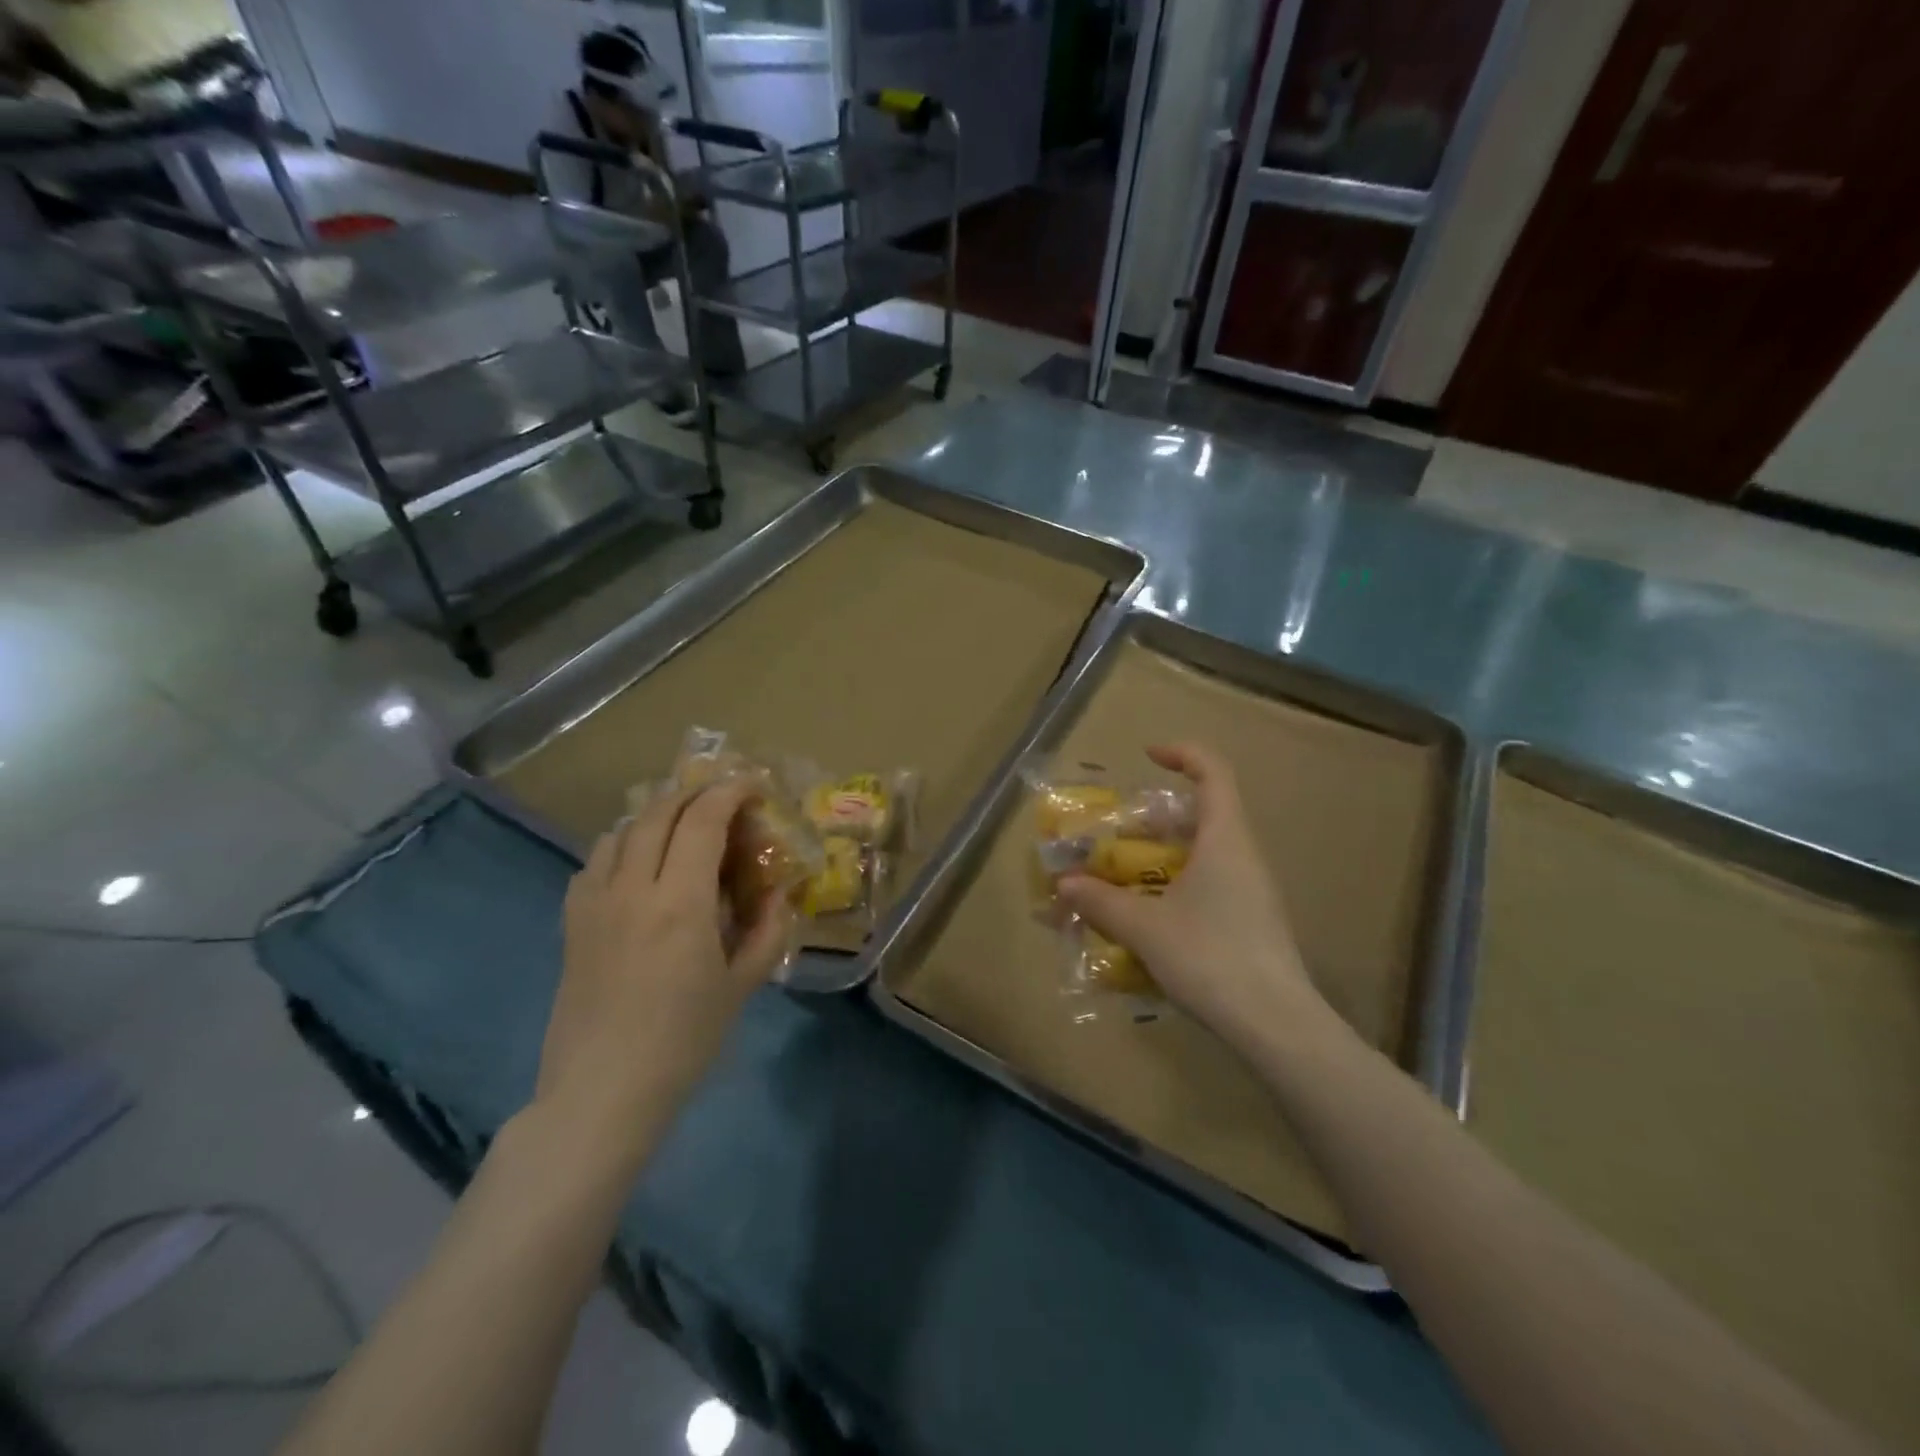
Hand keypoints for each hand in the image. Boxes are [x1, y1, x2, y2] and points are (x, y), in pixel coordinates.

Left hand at [538, 781, 792, 1148]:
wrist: (602, 1092)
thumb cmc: (683, 1041)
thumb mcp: (741, 986)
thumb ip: (766, 931)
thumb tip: (778, 893)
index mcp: (681, 903)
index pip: (702, 821)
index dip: (729, 792)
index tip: (752, 784)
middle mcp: (633, 889)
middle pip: (658, 813)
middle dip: (694, 793)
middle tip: (722, 796)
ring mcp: (594, 903)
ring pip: (621, 830)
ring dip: (656, 815)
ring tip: (681, 825)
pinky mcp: (572, 922)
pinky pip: (595, 862)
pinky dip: (622, 845)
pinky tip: (638, 866)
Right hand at [1057, 743, 1334, 1053]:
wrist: (1276, 1025)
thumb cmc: (1211, 957)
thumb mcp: (1145, 927)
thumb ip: (1101, 902)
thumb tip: (1064, 884)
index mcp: (1225, 839)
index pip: (1214, 772)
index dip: (1182, 754)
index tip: (1147, 756)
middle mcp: (1243, 856)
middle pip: (1203, 814)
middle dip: (1155, 819)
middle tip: (1116, 836)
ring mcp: (1252, 891)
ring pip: (1205, 854)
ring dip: (1162, 857)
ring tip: (1122, 879)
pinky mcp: (1252, 922)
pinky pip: (1210, 886)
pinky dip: (1175, 887)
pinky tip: (1149, 920)